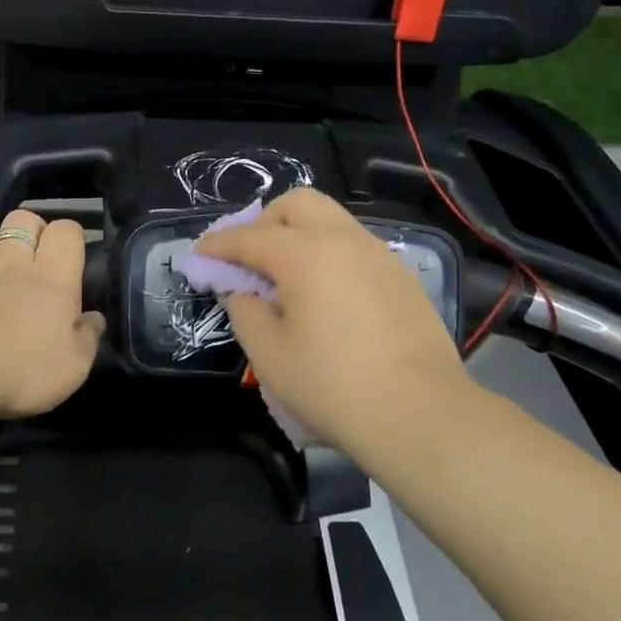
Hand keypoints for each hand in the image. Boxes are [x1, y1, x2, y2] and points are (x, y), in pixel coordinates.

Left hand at [0, 209, 104, 420]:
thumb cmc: (23, 369)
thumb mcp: (74, 366)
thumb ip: (87, 337)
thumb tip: (94, 318)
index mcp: (53, 277)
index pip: (66, 231)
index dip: (70, 236)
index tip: (71, 256)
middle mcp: (12, 262)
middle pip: (22, 219)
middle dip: (30, 229)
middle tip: (34, 255)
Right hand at [196, 187, 479, 449]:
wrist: (421, 416)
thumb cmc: (333, 387)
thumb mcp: (269, 355)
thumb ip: (243, 310)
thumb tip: (239, 289)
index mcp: (305, 254)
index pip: (249, 236)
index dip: (218, 245)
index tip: (198, 254)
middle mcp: (343, 240)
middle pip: (296, 204)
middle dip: (263, 221)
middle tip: (248, 258)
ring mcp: (378, 255)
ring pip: (329, 219)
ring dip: (298, 233)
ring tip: (284, 275)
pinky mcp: (400, 276)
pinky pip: (353, 245)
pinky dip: (327, 252)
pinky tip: (324, 292)